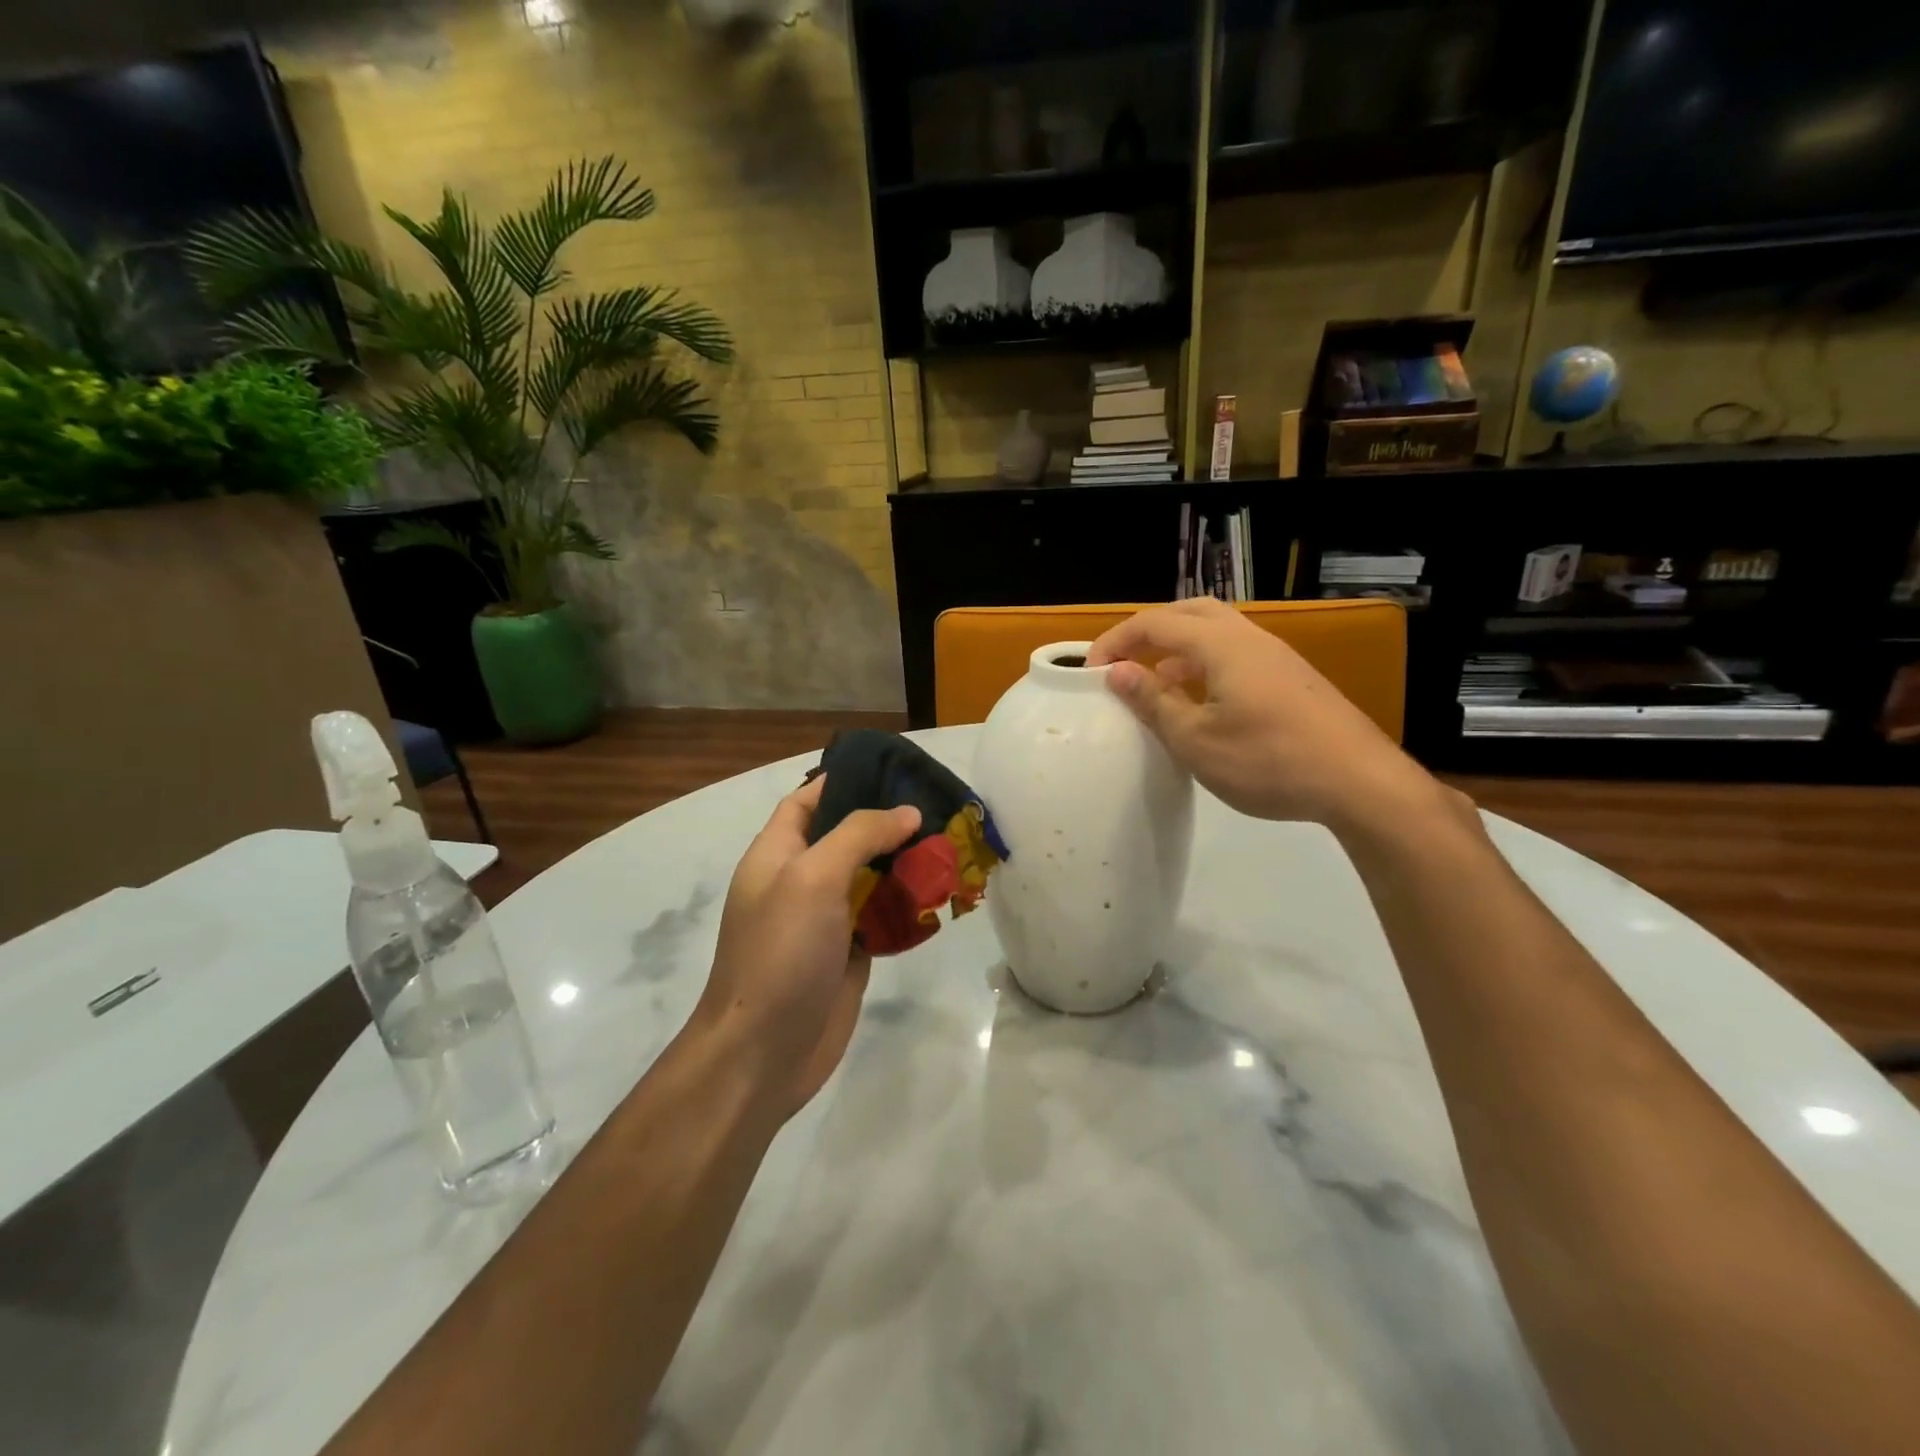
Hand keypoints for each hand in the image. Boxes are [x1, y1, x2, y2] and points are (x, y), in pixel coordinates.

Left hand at [687, 776, 920, 1122]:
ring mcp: (826, 919)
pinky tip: (942, 894)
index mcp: (777, 854)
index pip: (808, 801)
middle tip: (939, 806)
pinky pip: (883, 917)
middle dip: (888, 822)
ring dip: (905, 863)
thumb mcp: (812, 877)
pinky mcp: (850, 953)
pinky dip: (908, 905)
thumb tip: (907, 812)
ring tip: (951, 844)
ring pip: (871, 877)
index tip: (892, 770)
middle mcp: (801, 880)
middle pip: (847, 837)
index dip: (843, 781)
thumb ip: (859, 835)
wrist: (764, 1052)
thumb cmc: (780, 952)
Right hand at [1086, 598, 1443, 833]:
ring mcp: (1276, 656)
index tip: (1090, 671)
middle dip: (1149, 632)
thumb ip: (1153, 701)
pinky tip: (1202, 704)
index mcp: (1221, 645)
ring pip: (1216, 633)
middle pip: (1190, 613)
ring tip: (1157, 684)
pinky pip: (1236, 655)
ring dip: (1178, 649)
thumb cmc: (1267, 760)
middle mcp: (1250, 638)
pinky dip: (1205, 665)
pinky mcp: (1292, 678)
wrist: (1359, 781)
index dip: (1116, 640)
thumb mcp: (1195, 739)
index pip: (1155, 623)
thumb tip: (1116, 672)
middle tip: (1124, 662)